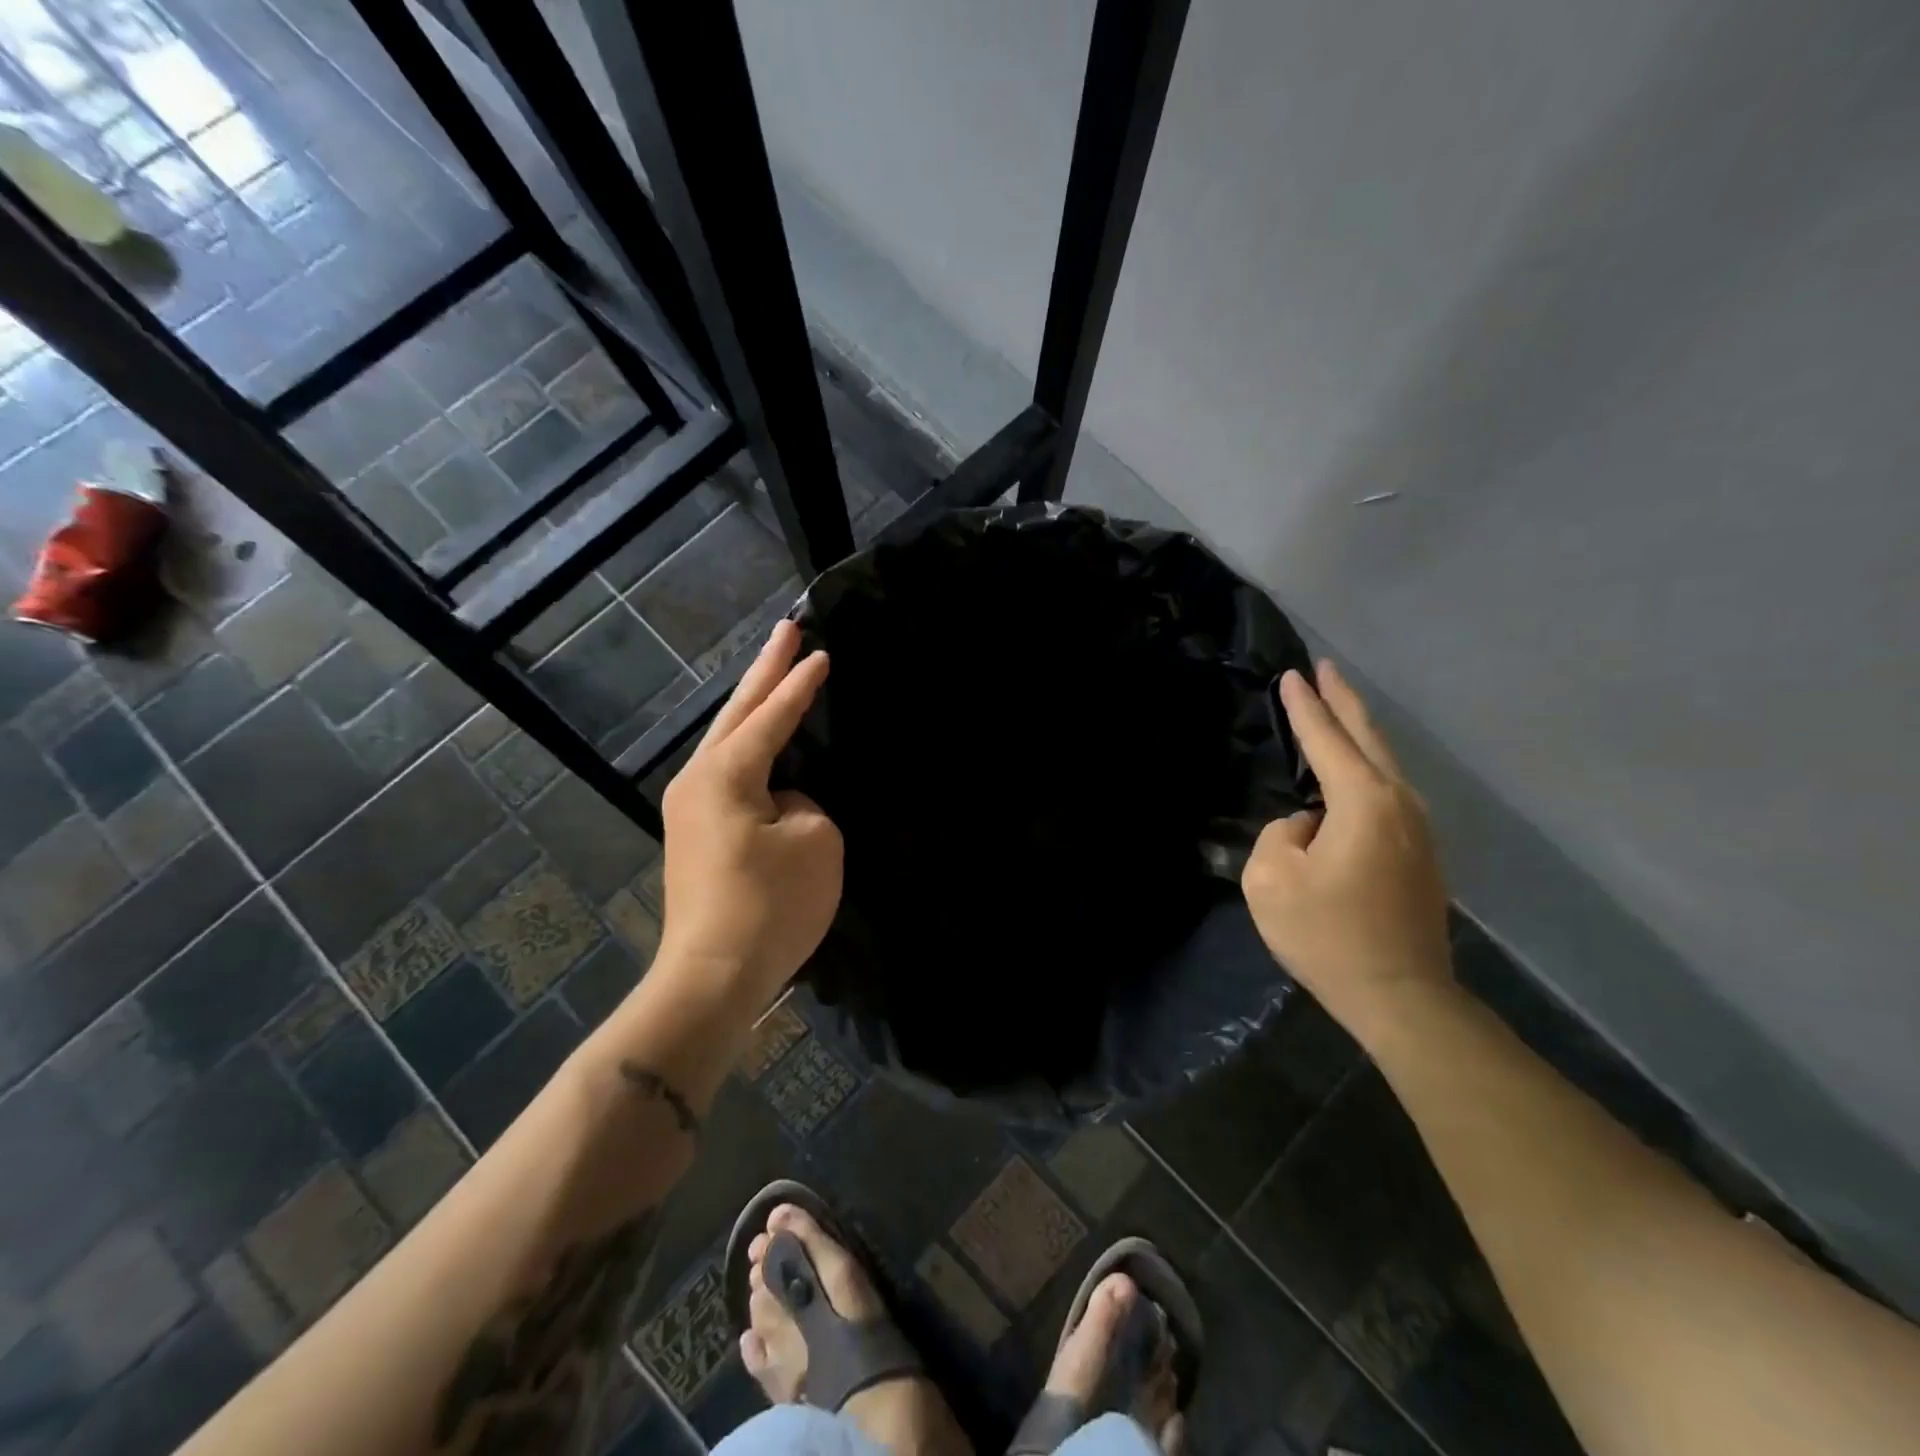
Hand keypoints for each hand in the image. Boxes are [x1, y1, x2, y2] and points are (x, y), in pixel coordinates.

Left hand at [656, 620, 842, 1008]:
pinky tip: (761, 741)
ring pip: (727, 740)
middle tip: (786, 629)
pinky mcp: (696, 834)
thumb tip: (784, 802)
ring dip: (753, 706)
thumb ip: (805, 802)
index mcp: (725, 772)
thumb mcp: (815, 841)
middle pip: (737, 713)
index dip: (800, 684)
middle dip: (764, 671)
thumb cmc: (769, 905)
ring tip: (774, 674)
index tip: (821, 651)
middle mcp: (698, 779)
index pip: (772, 716)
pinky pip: (728, 771)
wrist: (713, 976)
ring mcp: (690, 808)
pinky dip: (749, 745)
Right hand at [1241, 660, 1452, 1034]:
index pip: (1326, 740)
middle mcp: (1400, 803)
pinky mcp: (1421, 854)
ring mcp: (1418, 830)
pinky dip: (1366, 766)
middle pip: (1368, 737)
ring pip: (1384, 764)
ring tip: (1337, 711)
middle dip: (1344, 700)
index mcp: (1364, 801)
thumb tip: (1307, 826)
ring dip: (1358, 733)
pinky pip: (1387, 792)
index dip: (1304, 707)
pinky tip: (1351, 772)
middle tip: (1326, 669)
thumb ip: (1281, 834)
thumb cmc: (1329, 936)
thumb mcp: (1272, 880)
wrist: (1401, 997)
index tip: (1291, 675)